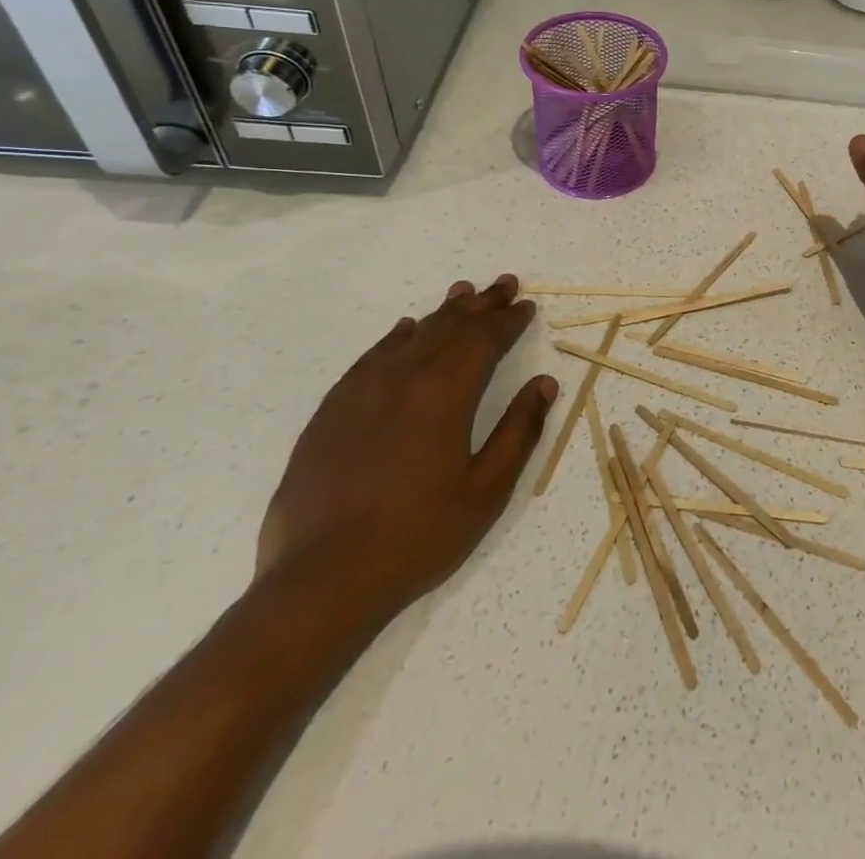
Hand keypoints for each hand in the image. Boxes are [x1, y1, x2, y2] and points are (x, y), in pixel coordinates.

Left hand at [254, 275, 556, 622]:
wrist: (320, 580)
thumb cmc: (417, 535)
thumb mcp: (487, 490)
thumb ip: (519, 430)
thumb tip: (544, 383)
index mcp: (445, 393)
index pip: (485, 339)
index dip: (509, 320)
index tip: (526, 306)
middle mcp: (403, 378)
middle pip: (449, 327)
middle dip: (481, 303)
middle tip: (503, 283)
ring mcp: (361, 392)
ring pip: (411, 335)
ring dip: (442, 312)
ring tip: (462, 292)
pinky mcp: (331, 412)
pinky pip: (370, 357)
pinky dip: (395, 337)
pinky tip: (403, 331)